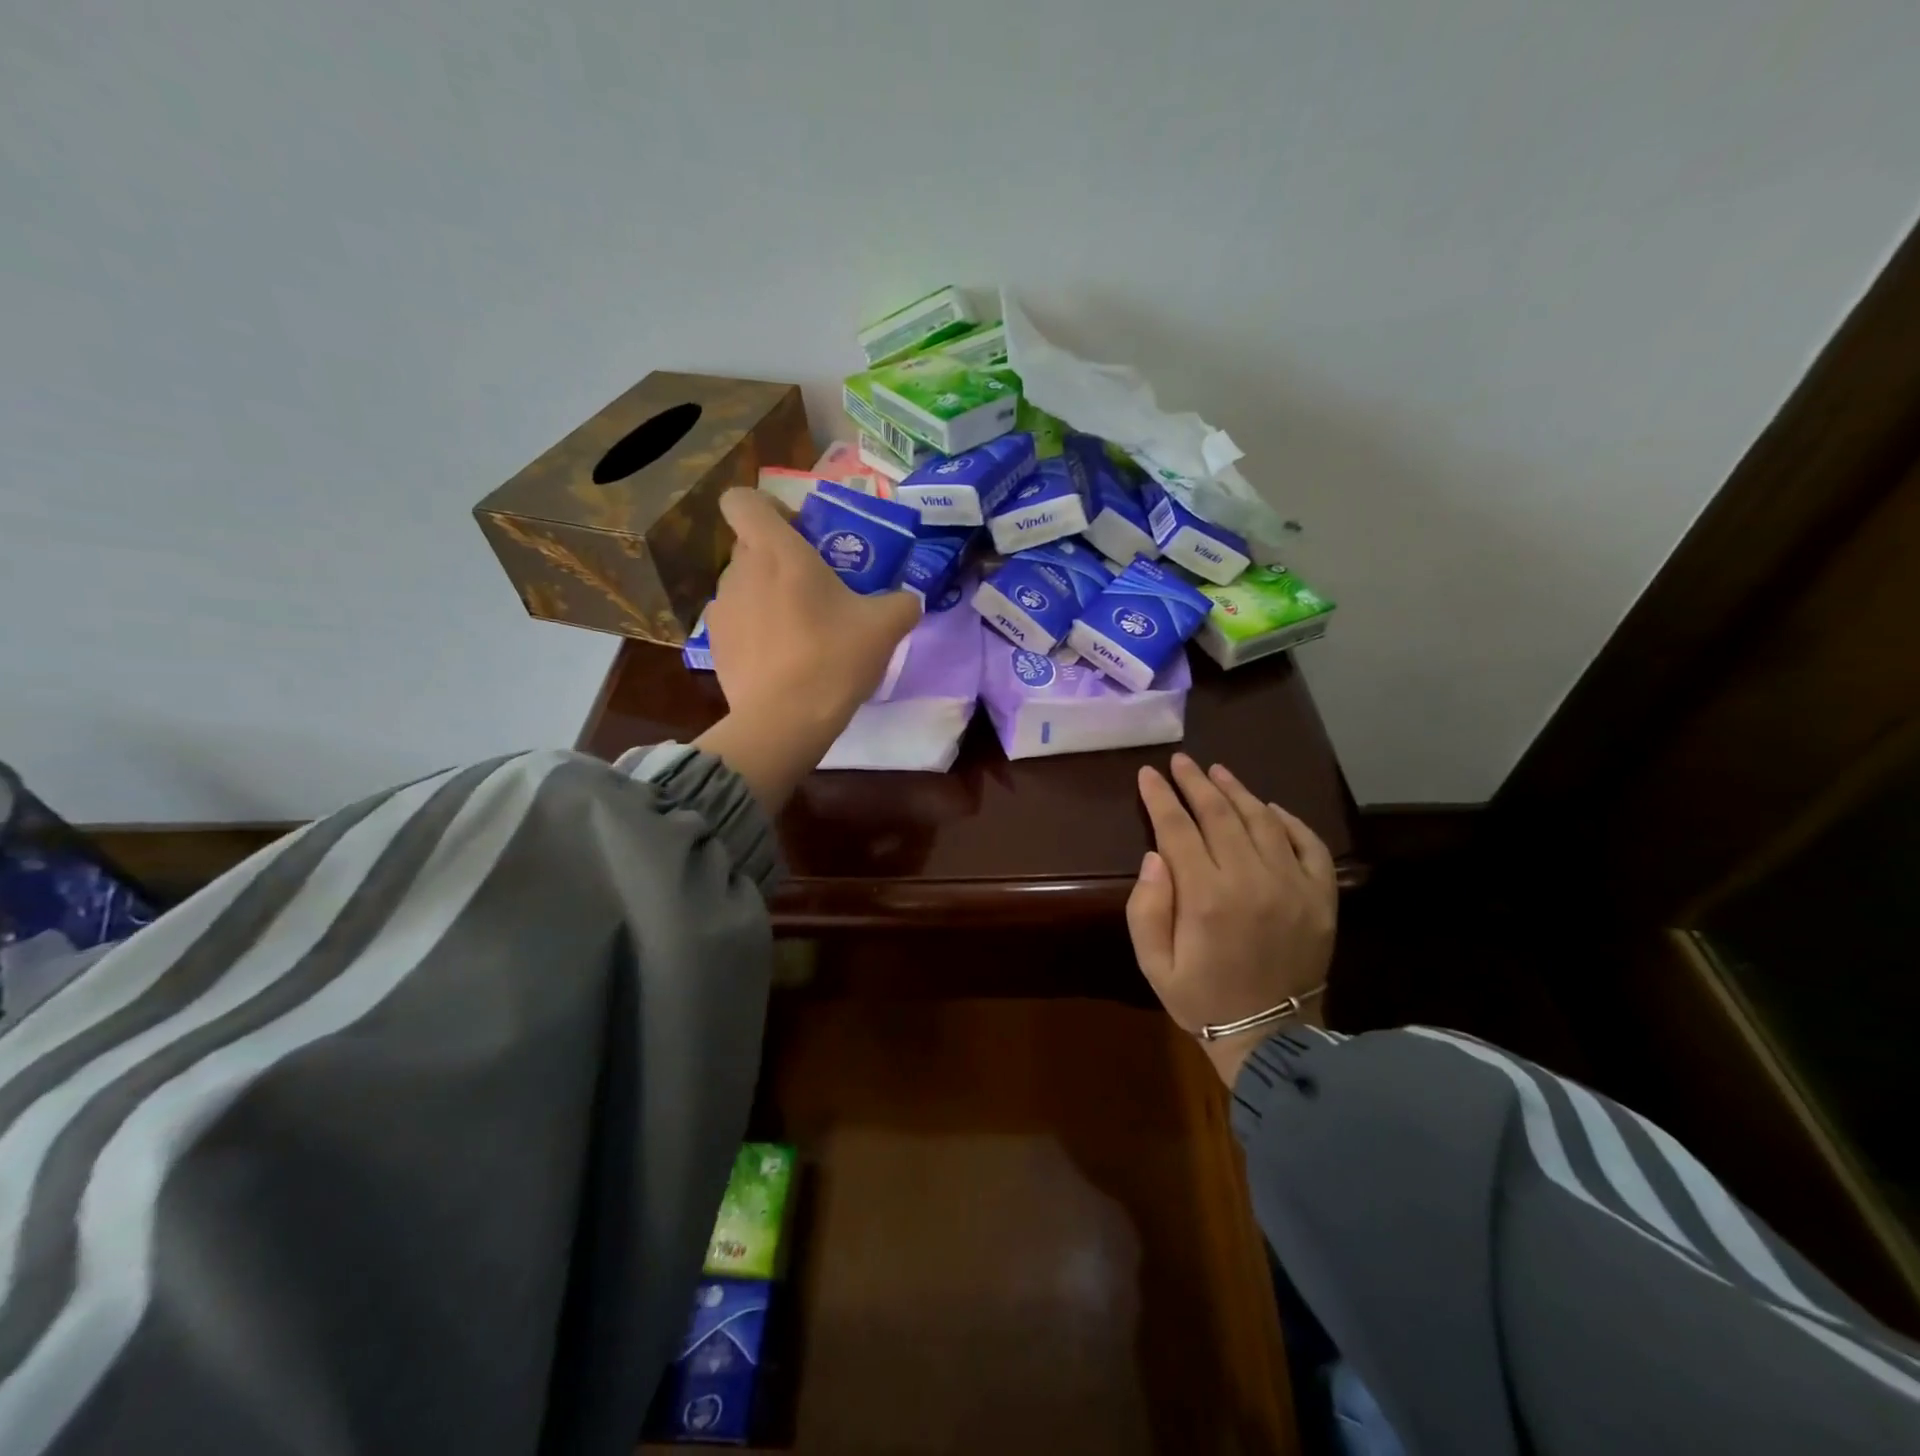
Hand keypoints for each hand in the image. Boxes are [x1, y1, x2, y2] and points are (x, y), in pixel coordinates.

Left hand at [693, 489, 919, 809]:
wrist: (785, 721)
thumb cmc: (833, 658)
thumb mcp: (886, 626)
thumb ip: (902, 602)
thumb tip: (909, 599)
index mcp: (777, 551)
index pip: (742, 500)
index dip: (765, 507)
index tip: (796, 531)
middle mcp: (740, 571)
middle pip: (750, 544)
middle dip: (778, 556)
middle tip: (814, 585)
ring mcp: (721, 609)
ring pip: (744, 584)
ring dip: (766, 594)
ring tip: (798, 627)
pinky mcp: (714, 645)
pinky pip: (736, 621)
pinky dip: (755, 628)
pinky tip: (780, 657)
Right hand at [1126, 754, 1337, 1085]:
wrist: (1271, 1038)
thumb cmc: (1201, 998)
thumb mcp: (1154, 964)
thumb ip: (1147, 908)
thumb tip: (1155, 856)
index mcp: (1205, 897)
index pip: (1177, 829)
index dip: (1160, 797)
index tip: (1147, 774)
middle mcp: (1250, 880)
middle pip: (1219, 814)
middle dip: (1195, 782)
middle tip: (1180, 761)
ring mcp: (1292, 885)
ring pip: (1262, 819)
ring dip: (1237, 791)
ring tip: (1217, 771)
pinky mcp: (1321, 896)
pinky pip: (1308, 844)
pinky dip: (1288, 820)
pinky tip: (1270, 808)